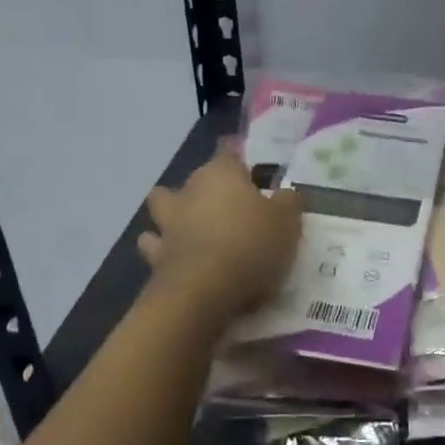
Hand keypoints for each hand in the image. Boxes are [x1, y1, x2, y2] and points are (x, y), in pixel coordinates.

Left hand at [137, 147, 302, 328]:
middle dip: (207, 188)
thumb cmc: (250, 245)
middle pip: (196, 179)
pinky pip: (155, 247)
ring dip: (172, 213)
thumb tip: (288, 193)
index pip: (228, 151)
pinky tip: (175, 258)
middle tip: (231, 205)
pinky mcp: (156, 257)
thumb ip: (289, 202)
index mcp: (221, 174)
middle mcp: (189, 191)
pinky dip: (162, 250)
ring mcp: (168, 223)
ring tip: (190, 227)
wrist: (203, 293)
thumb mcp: (287, 221)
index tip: (249, 166)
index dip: (238, 156)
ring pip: (162, 205)